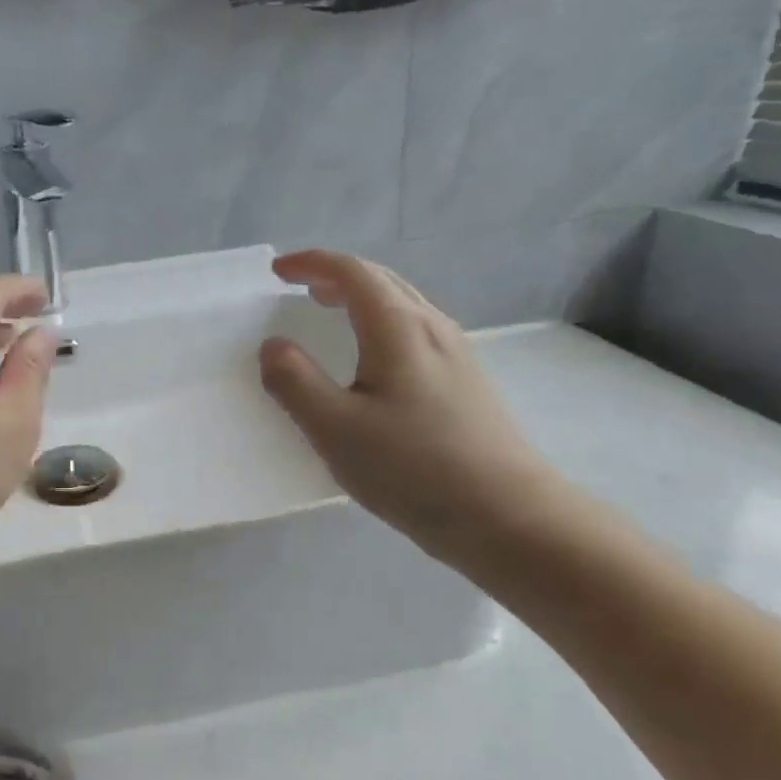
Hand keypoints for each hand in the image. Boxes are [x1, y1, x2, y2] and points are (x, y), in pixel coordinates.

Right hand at [259, 250, 560, 566]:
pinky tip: (374, 360)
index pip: (351, 272)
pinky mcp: (468, 381)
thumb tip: (273, 345)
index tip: (278, 272)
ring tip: (332, 314)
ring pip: (403, 304)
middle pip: (382, 280)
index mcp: (398, 328)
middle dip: (337, 275)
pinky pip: (416, 330)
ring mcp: (457, 353)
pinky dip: (382, 323)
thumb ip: (294, 382)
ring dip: (362, 297)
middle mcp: (432, 328)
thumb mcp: (335, 428)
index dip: (311, 263)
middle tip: (302, 288)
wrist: (507, 515)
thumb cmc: (413, 468)